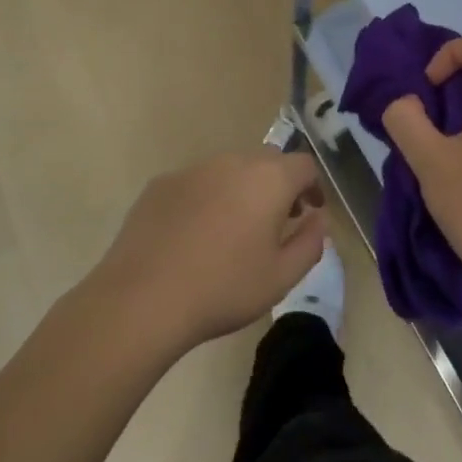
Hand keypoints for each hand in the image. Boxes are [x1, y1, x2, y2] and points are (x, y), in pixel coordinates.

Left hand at [94, 149, 327, 353]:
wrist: (142, 299)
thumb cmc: (223, 289)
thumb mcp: (281, 277)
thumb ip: (310, 243)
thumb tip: (318, 219)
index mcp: (268, 179)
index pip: (304, 165)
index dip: (312, 186)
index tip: (309, 212)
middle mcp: (233, 162)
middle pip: (267, 162)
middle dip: (278, 186)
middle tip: (276, 222)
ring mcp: (193, 169)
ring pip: (230, 170)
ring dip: (241, 190)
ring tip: (233, 231)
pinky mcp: (161, 183)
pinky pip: (197, 183)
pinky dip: (206, 199)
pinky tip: (194, 235)